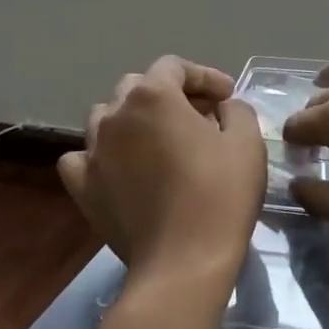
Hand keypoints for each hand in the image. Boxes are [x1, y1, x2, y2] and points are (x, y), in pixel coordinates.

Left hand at [58, 57, 264, 284]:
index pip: (174, 67)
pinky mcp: (82, 186)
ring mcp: (92, 151)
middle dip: (170, 94)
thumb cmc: (221, 193)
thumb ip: (235, 110)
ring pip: (106, 117)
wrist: (184, 261)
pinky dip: (102, 154)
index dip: (204, 76)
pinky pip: (83, 156)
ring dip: (134, 119)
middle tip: (200, 117)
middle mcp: (115, 115)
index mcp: (153, 96)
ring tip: (159, 140)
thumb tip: (220, 108)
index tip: (226, 98)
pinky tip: (120, 167)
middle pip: (137, 87)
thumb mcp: (247, 141)